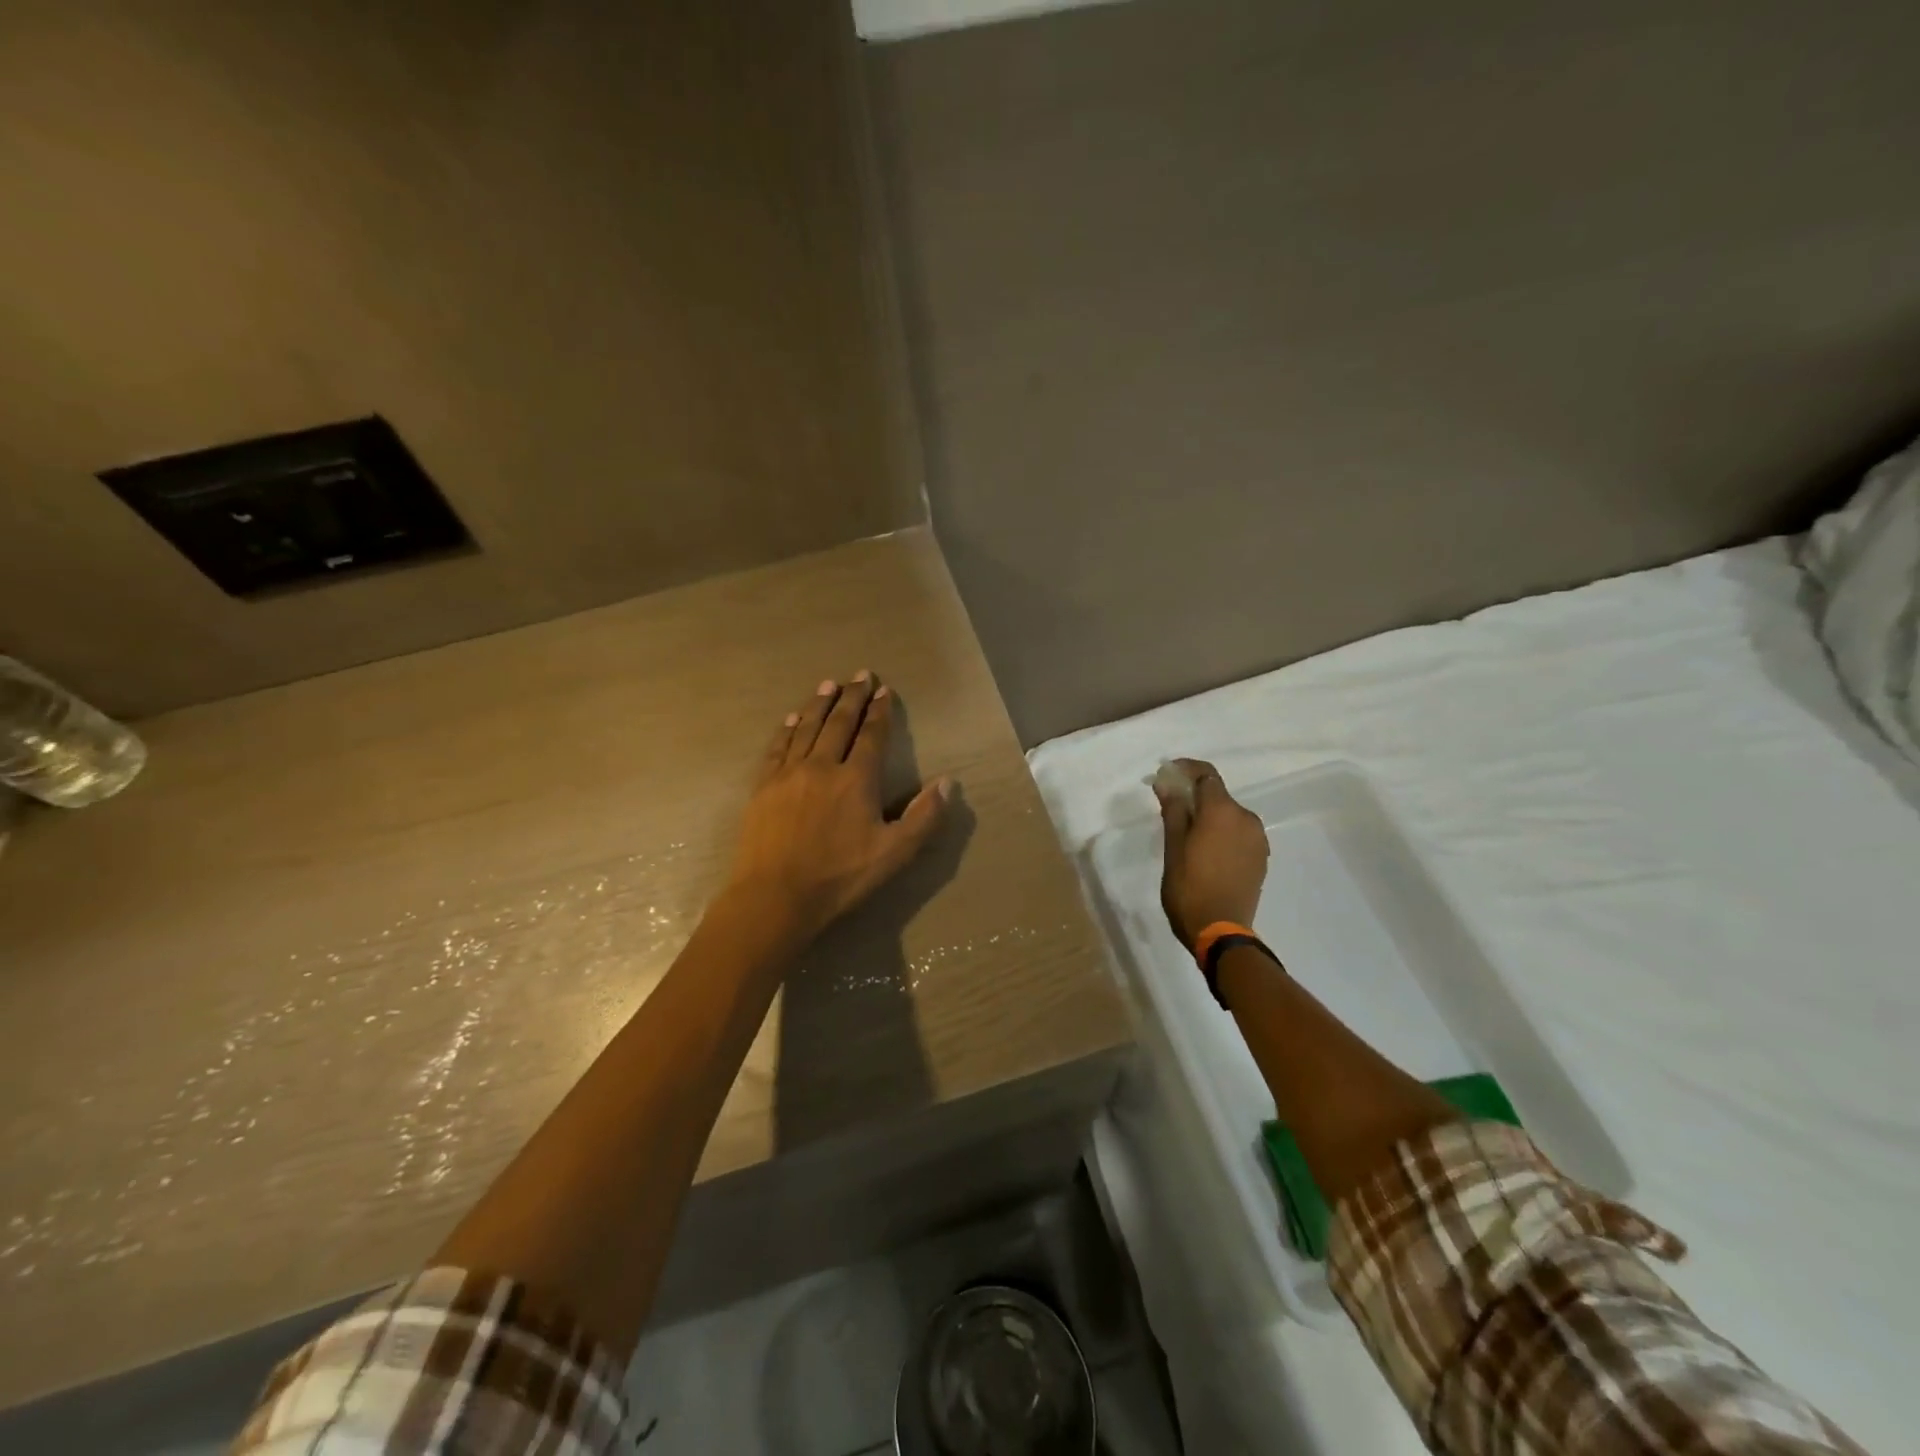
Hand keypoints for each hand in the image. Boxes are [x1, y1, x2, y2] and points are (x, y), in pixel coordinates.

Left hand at [725, 672, 951, 940]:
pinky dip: (786, 729)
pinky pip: (777, 748)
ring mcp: (788, 774)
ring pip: (806, 728)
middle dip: (852, 697)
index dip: (880, 711)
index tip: (884, 690)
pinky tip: (791, 719)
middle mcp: (822, 766)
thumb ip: (924, 817)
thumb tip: (948, 782)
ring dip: (819, 704)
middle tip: (860, 675)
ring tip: (828, 684)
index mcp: (856, 779)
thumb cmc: (840, 877)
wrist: (776, 896)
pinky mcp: (763, 787)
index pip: (871, 735)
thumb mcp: (894, 853)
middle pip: (839, 723)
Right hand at [1155, 759, 1268, 947]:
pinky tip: (1206, 851)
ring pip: (1228, 815)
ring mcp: (1257, 838)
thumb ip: (1173, 810)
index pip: (1206, 774)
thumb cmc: (1188, 887)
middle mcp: (1245, 818)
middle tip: (1169, 808)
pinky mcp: (1261, 856)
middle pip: (1217, 795)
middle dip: (1194, 795)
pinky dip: (1221, 832)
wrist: (1220, 931)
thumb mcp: (1173, 847)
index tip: (1166, 774)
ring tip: (1186, 834)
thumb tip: (1167, 782)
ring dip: (1208, 816)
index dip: (1185, 768)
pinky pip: (1238, 832)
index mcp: (1222, 811)